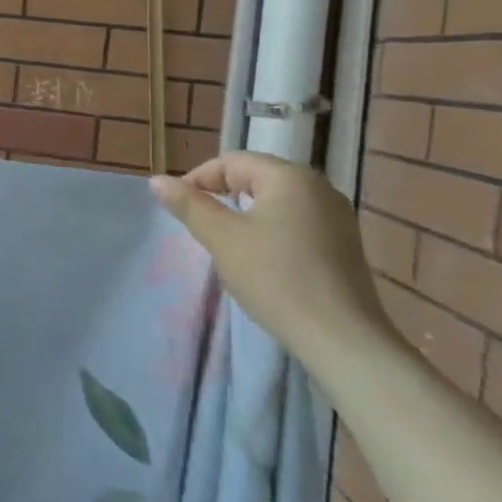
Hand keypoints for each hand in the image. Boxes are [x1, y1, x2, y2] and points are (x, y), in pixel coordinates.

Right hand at [150, 152, 399, 371]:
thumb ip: (189, 204)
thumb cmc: (275, 278)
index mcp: (289, 177)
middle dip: (222, 195)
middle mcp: (319, 187)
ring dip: (245, 213)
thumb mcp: (221, 238)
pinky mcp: (344, 244)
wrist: (342, 340)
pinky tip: (262, 258)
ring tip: (226, 241)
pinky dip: (271, 229)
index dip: (198, 179)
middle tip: (199, 224)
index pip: (232, 162)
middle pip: (256, 177)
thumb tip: (158, 180)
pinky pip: (296, 221)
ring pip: (276, 200)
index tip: (179, 208)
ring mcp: (337, 217)